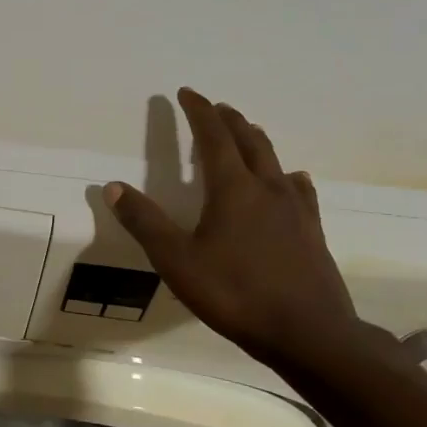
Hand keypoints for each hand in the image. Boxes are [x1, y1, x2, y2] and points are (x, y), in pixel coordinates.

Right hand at [105, 88, 358, 359]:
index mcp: (232, 189)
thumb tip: (113, 186)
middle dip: (229, 120)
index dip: (199, 112)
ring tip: (247, 133)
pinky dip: (286, 175)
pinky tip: (291, 182)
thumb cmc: (236, 294)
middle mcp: (267, 188)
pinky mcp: (312, 230)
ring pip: (275, 160)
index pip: (214, 137)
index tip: (187, 93)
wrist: (309, 333)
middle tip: (215, 108)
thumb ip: (145, 222)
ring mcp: (295, 209)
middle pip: (249, 140)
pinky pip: (299, 189)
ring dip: (256, 140)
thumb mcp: (177, 261)